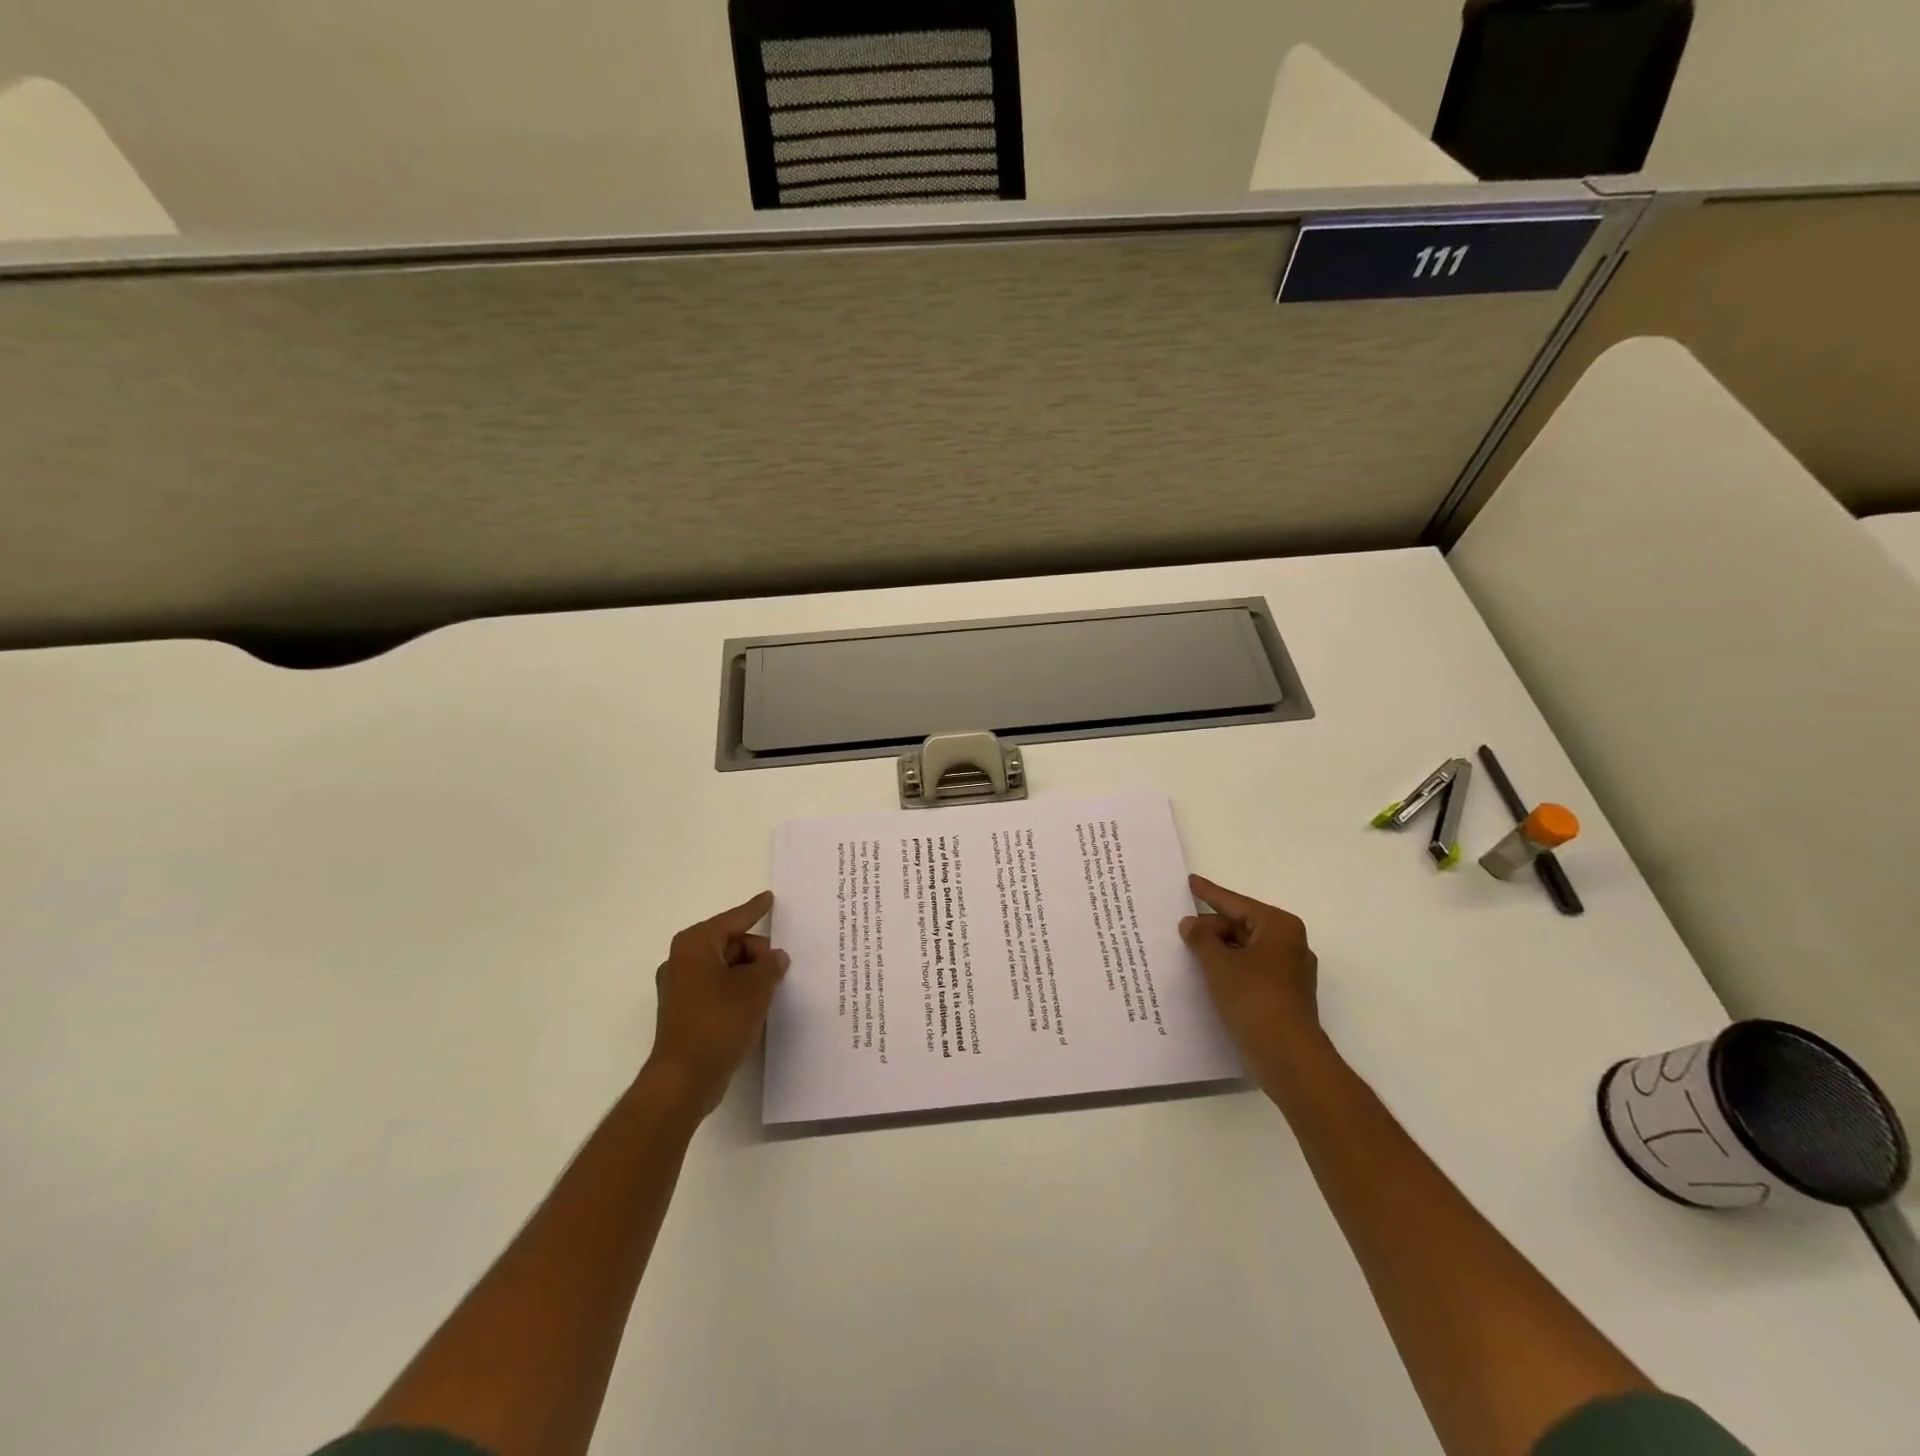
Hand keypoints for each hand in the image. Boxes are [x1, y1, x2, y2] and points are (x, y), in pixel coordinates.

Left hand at [642, 891, 788, 1116]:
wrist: (684, 1079)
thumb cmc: (719, 1022)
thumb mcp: (756, 988)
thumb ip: (771, 965)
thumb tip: (775, 958)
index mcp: (695, 945)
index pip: (733, 919)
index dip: (755, 909)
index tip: (770, 898)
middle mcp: (682, 960)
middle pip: (730, 943)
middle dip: (757, 953)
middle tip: (780, 969)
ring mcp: (680, 988)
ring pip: (724, 967)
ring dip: (748, 975)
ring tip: (772, 990)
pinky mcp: (684, 1012)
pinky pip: (717, 988)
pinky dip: (736, 991)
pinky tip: (755, 1006)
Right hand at [1180, 875, 1322, 1093]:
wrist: (1287, 1056)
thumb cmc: (1254, 999)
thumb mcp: (1218, 963)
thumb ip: (1201, 939)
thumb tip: (1190, 924)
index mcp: (1278, 927)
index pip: (1236, 903)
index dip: (1209, 894)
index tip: (1190, 882)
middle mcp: (1289, 944)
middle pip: (1241, 926)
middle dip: (1211, 928)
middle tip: (1180, 930)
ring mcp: (1288, 973)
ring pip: (1244, 950)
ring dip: (1218, 951)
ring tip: (1187, 951)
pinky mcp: (1282, 996)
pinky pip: (1249, 971)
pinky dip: (1228, 970)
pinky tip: (1205, 976)